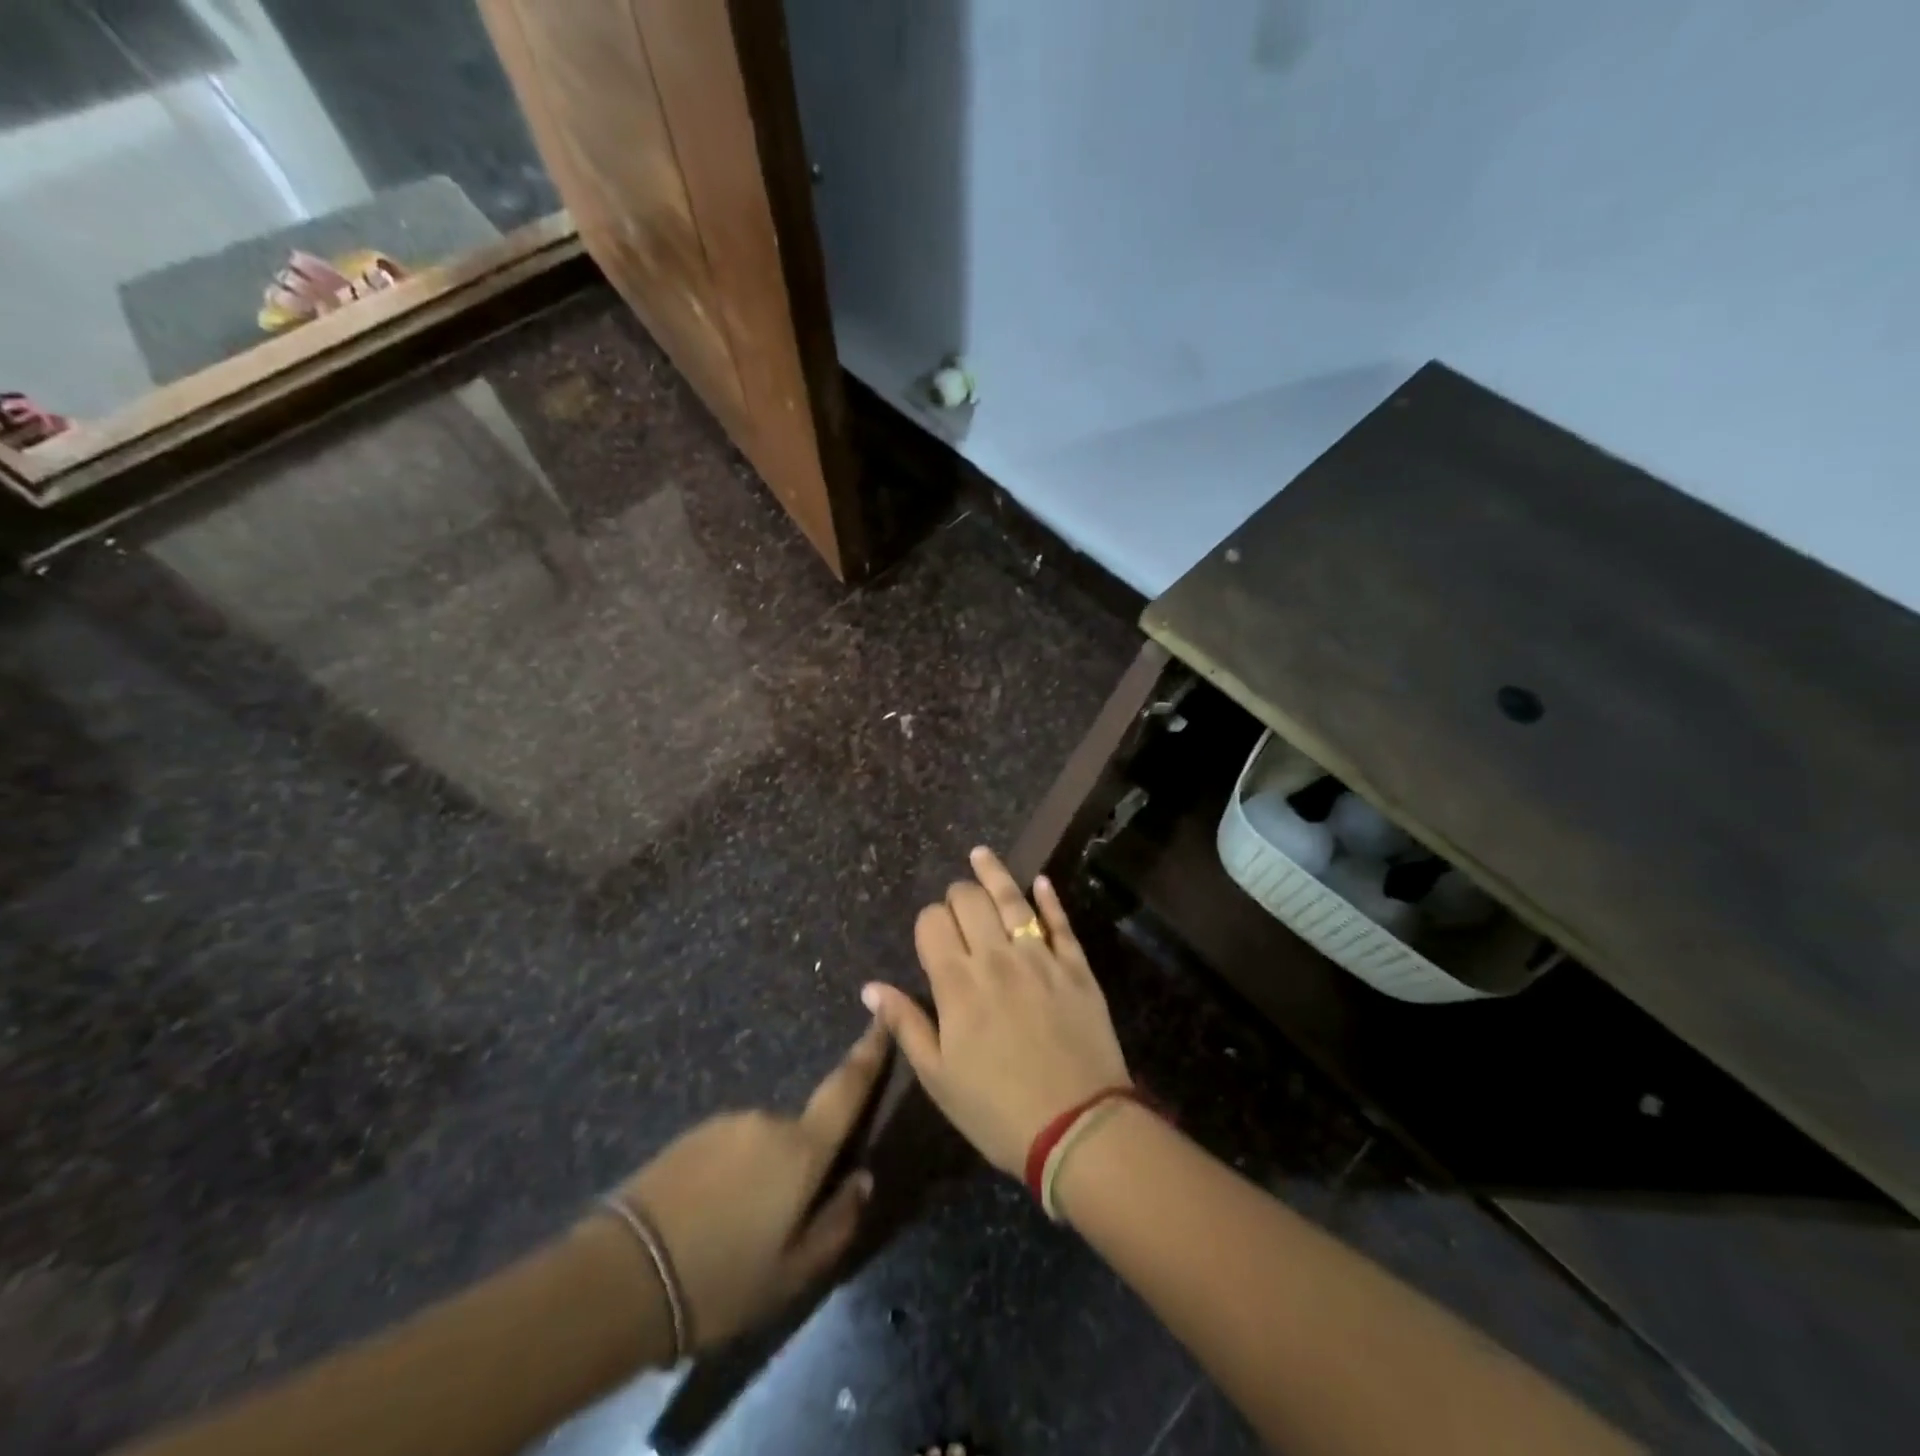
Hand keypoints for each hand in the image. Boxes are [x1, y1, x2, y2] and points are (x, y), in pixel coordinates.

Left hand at [611, 1021, 887, 1351]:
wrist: (621, 1278)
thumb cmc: (720, 1281)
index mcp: (801, 1149)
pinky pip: (728, 1150)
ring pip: (761, 1146)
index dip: (870, 1051)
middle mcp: (768, 1121)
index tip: (884, 1015)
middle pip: (800, 1135)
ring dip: (758, 1178)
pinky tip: (703, 1223)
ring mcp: (726, 1123)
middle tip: (773, 1231)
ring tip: (730, 1237)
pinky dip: (728, 1178)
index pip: (847, 1088)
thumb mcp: (791, 1274)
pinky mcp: (692, 1133)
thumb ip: (837, 1222)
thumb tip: (862, 1180)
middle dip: (796, 1170)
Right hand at [863, 847, 1129, 1175]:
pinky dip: (1048, 897)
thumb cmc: (997, 1110)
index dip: (927, 922)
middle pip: (969, 901)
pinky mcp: (1076, 966)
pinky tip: (1039, 880)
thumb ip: (905, 1025)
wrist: (1078, 1127)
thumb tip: (871, 987)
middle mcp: (996, 957)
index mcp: (957, 984)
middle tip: (956, 906)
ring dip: (993, 873)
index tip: (931, 937)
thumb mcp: (938, 1077)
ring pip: (1012, 899)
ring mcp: (1040, 957)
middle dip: (956, 895)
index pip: (932, 924)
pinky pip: (1060, 921)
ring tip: (980, 854)